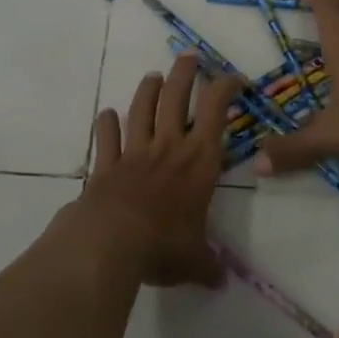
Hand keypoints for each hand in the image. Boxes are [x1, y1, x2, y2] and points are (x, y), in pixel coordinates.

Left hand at [66, 54, 242, 287]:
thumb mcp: (194, 261)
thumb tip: (220, 281)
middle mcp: (168, 147)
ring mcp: (134, 152)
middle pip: (176, 96)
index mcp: (198, 161)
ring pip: (142, 108)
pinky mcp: (105, 164)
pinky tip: (107, 114)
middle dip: (185, 73)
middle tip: (189, 56)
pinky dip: (106, 123)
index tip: (233, 78)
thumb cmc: (162, 246)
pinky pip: (106, 137)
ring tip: (153, 76)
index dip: (225, 87)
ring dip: (148, 89)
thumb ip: (208, 266)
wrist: (110, 243)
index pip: (216, 111)